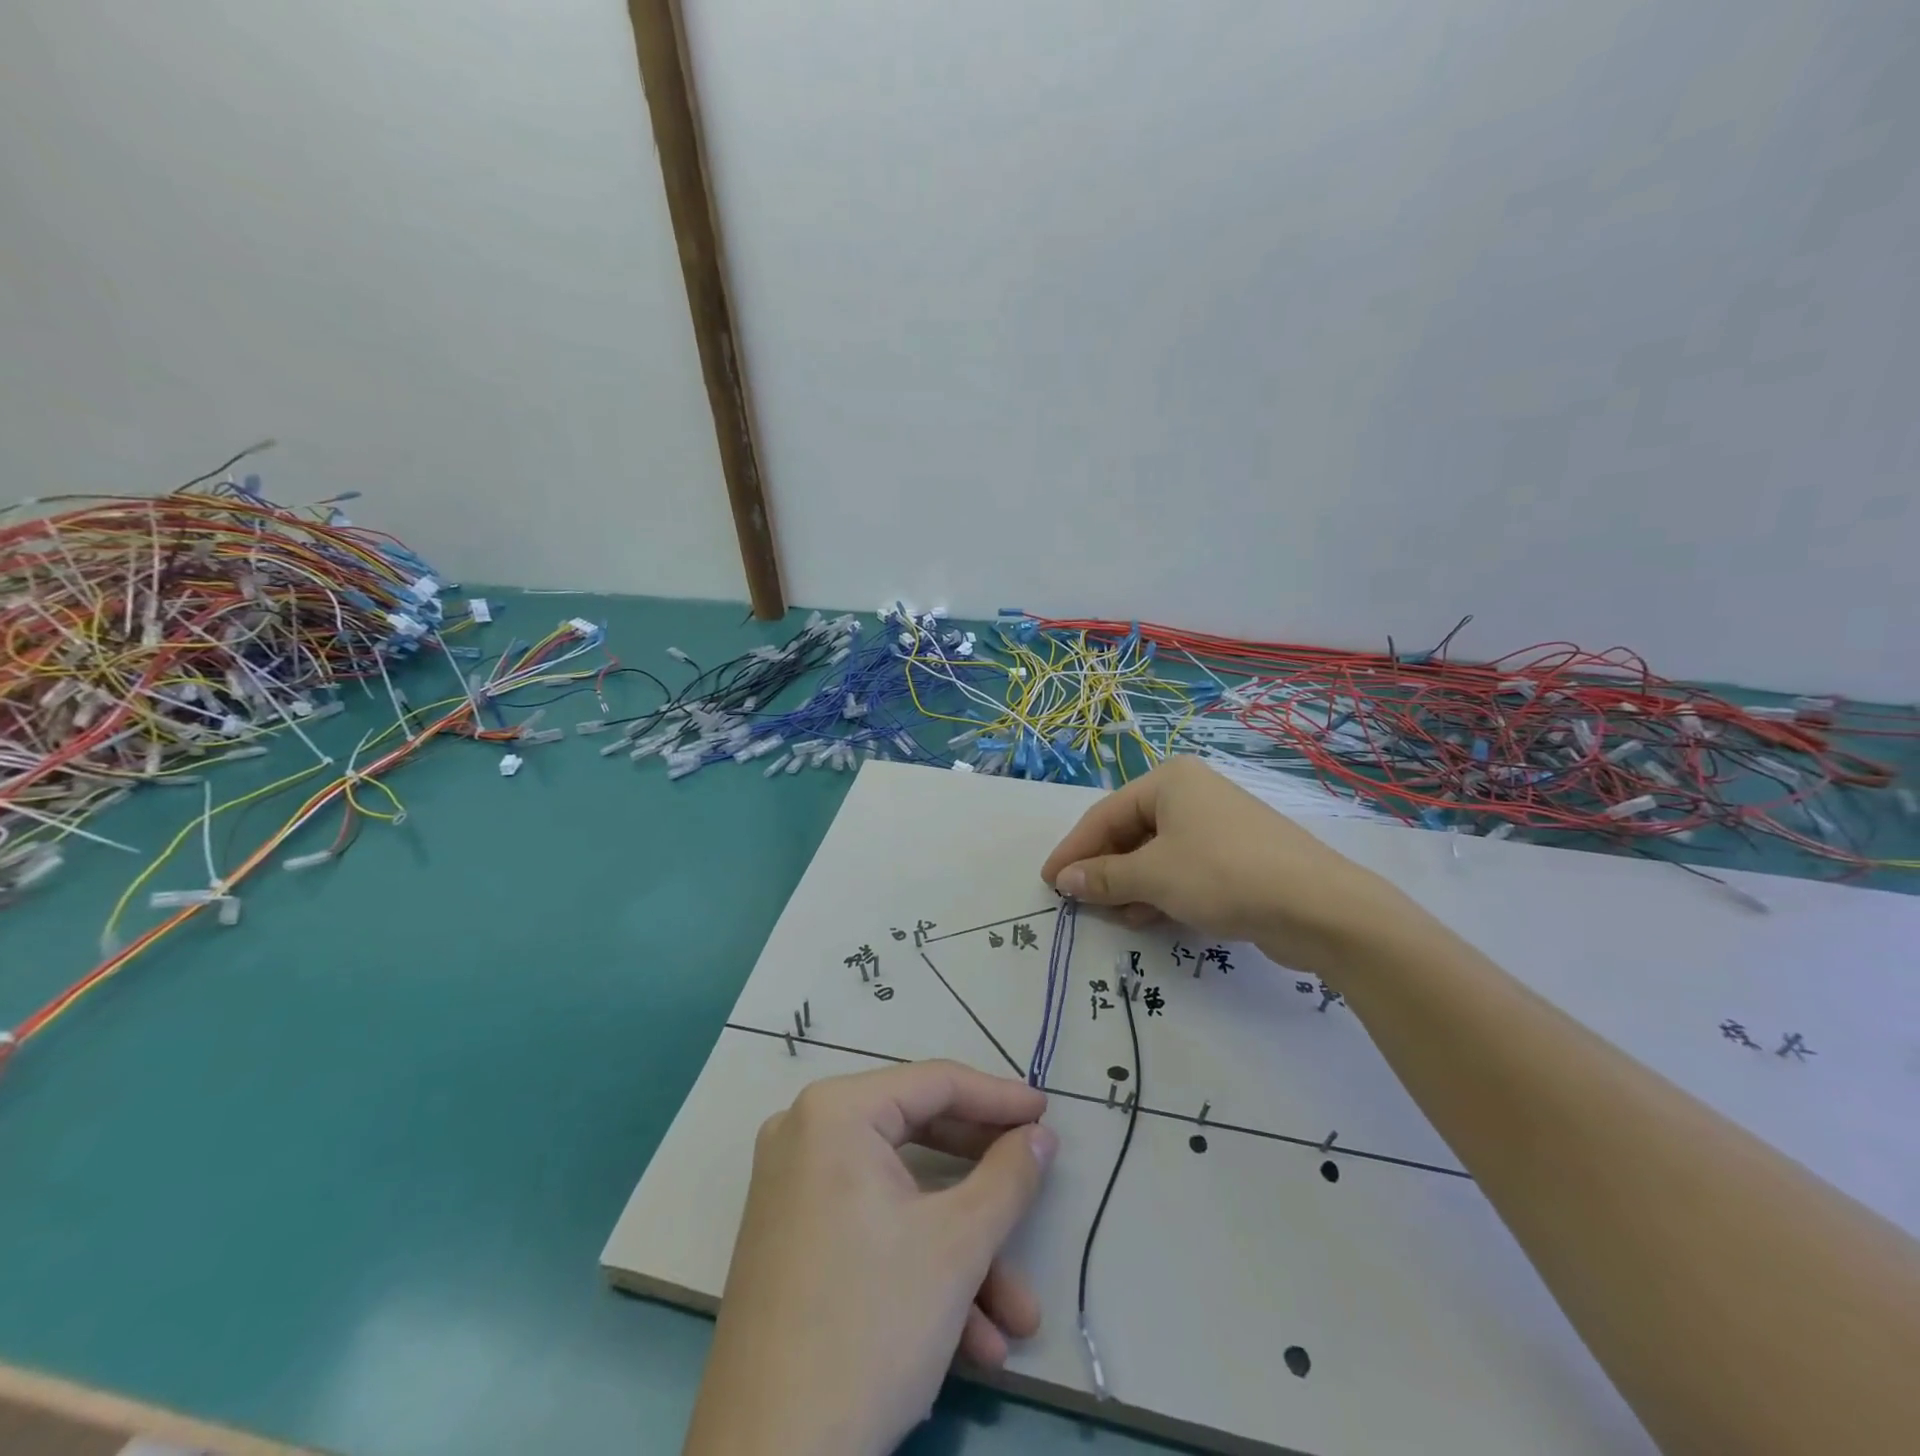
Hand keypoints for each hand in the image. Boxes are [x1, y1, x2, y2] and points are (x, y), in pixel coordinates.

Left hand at [682, 1061, 1056, 1455]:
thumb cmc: (869, 1328)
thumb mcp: (957, 1246)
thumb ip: (1009, 1176)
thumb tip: (1040, 1136)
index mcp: (836, 1112)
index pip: (934, 1082)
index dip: (999, 1098)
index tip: (1048, 1113)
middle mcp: (806, 1134)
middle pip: (918, 1138)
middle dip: (985, 1187)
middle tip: (1036, 1184)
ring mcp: (793, 1189)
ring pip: (901, 1199)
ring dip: (963, 1253)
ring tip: (1017, 1316)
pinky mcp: (792, 1240)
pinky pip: (870, 1229)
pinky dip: (920, 1270)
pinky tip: (973, 1342)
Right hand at [1040, 756, 1413, 982]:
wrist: (1318, 907)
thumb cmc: (1222, 875)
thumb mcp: (1153, 877)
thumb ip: (1102, 877)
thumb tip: (1064, 880)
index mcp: (1169, 781)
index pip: (1105, 815)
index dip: (1074, 850)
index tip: (1049, 881)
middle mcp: (1192, 793)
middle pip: (1130, 833)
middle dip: (1105, 871)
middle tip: (1081, 904)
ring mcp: (1217, 824)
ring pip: (1156, 854)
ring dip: (1131, 886)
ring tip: (1116, 916)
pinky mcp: (1236, 855)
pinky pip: (1183, 868)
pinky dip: (1162, 891)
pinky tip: (1150, 917)